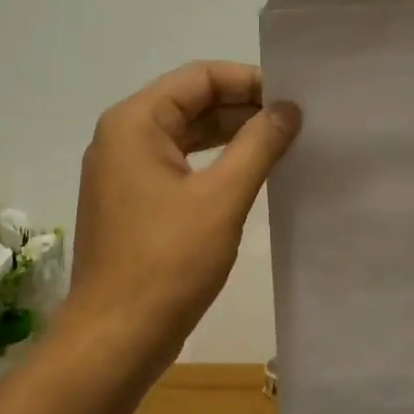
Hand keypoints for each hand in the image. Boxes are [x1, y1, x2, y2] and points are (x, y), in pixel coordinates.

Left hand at [64, 61, 299, 369]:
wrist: (117, 336)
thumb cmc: (168, 262)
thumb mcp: (222, 198)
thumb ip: (258, 145)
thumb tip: (288, 108)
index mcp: (134, 123)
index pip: (199, 77)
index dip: (249, 81)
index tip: (293, 100)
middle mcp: (123, 138)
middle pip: (190, 102)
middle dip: (243, 108)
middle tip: (296, 123)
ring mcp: (125, 173)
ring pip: (186, 136)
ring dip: (231, 137)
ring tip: (282, 145)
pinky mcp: (134, 203)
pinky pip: (179, 167)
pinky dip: (214, 165)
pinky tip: (251, 176)